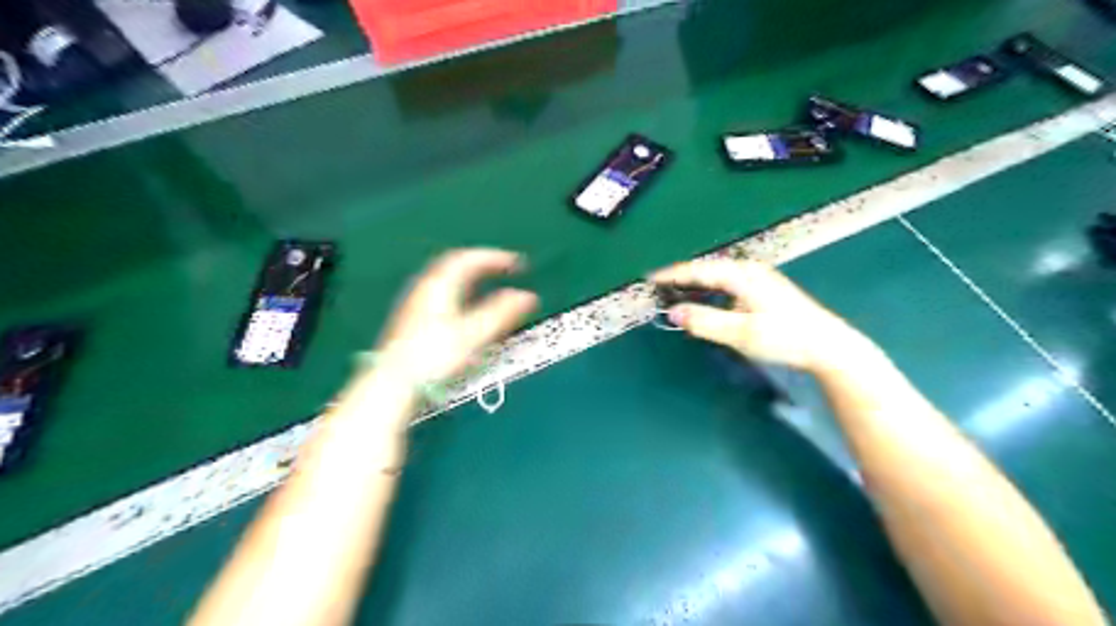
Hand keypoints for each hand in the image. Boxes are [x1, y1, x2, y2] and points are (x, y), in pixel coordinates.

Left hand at [375, 249, 541, 384]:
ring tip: (487, 282)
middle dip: (482, 263)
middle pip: (455, 264)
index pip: (469, 259)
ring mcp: (417, 302)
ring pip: (446, 279)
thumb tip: (528, 296)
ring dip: (470, 276)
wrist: (393, 381)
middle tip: (503, 268)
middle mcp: (426, 287)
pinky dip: (459, 290)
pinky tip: (464, 305)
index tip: (517, 263)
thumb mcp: (474, 334)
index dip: (495, 258)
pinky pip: (441, 292)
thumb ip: (501, 313)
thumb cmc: (434, 356)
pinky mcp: (413, 319)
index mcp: (440, 285)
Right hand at [655, 257, 871, 372]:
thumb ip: (705, 321)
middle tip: (659, 286)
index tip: (650, 278)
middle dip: (682, 277)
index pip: (698, 270)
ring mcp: (759, 278)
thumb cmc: (784, 338)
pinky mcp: (765, 290)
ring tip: (676, 291)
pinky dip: (711, 290)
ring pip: (718, 276)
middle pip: (707, 269)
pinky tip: (707, 300)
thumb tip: (673, 312)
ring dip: (697, 283)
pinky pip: (728, 283)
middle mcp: (749, 270)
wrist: (827, 345)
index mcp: (741, 275)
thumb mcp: (741, 333)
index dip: (672, 274)